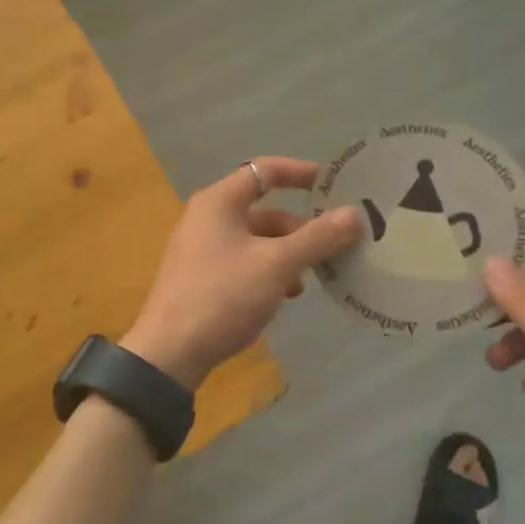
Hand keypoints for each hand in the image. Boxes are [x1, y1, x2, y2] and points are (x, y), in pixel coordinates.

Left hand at [122, 158, 361, 390]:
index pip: (265, 170)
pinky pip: (245, 263)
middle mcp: (208, 218)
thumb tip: (355, 214)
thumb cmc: (222, 296)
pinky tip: (284, 297)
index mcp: (219, 202)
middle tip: (334, 246)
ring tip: (310, 279)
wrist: (169, 354)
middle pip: (265, 211)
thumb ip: (317, 238)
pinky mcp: (202, 279)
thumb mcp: (276, 264)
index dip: (300, 172)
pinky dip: (268, 273)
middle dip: (300, 228)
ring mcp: (202, 250)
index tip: (333, 184)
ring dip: (287, 255)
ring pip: (257, 241)